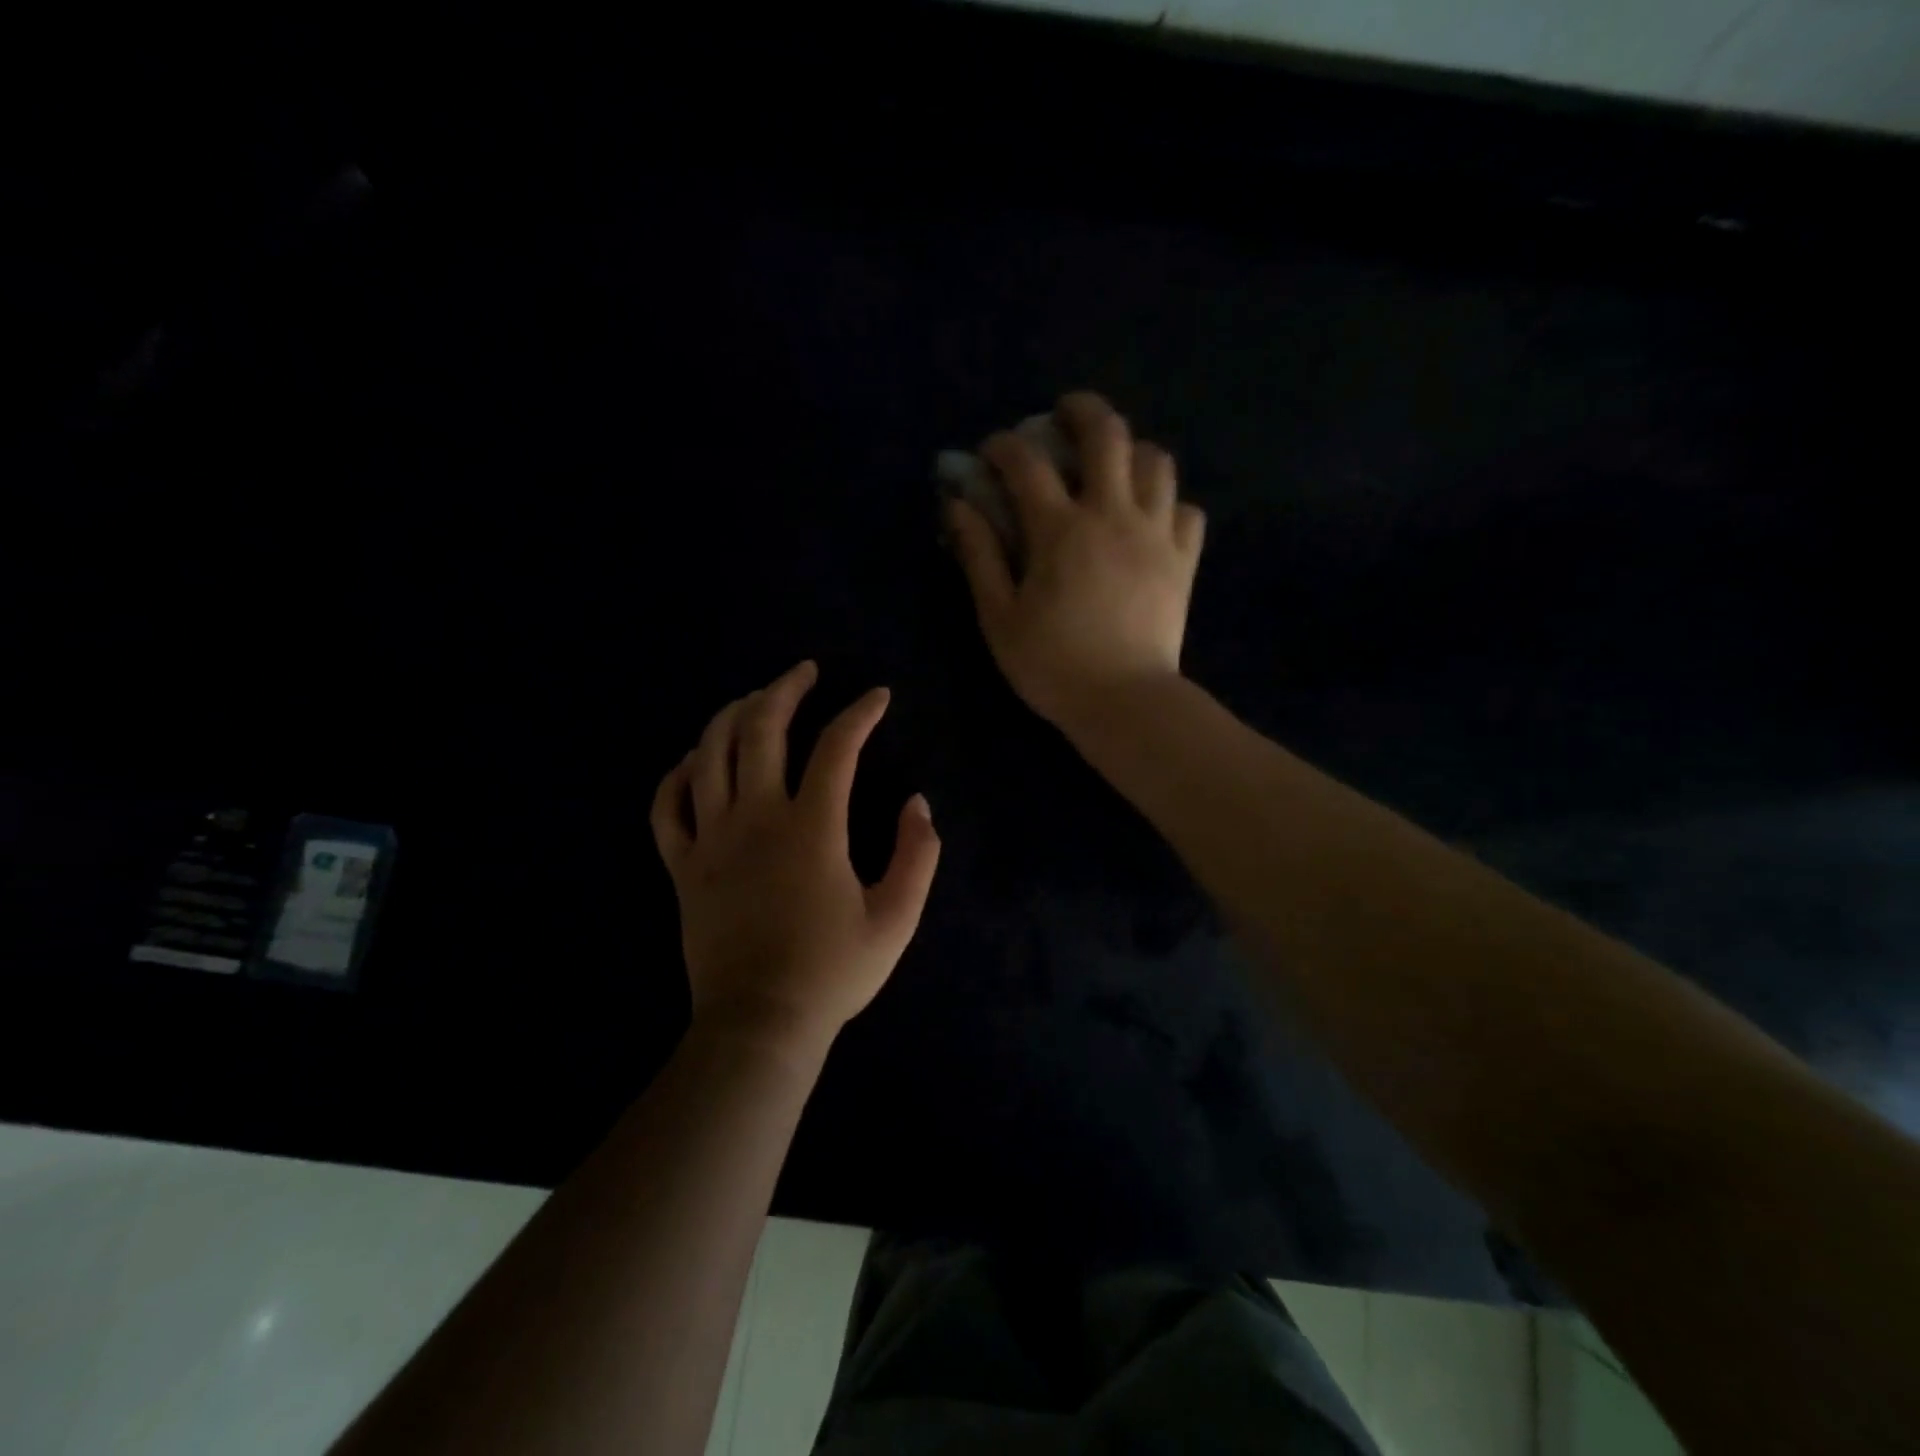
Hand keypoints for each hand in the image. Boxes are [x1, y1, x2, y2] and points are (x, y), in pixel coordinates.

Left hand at [650, 661, 940, 1053]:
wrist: (759, 1025)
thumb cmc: (832, 972)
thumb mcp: (896, 918)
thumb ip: (918, 855)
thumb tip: (918, 803)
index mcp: (811, 827)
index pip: (837, 747)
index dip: (860, 713)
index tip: (877, 697)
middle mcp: (755, 818)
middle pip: (761, 730)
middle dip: (785, 690)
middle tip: (805, 672)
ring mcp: (710, 839)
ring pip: (708, 754)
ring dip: (731, 715)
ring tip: (753, 699)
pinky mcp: (681, 866)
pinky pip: (667, 806)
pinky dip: (677, 774)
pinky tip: (693, 760)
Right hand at [944, 391, 1204, 733]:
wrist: (1124, 702)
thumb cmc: (1052, 665)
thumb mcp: (1000, 617)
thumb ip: (979, 556)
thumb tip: (957, 506)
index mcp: (1060, 530)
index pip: (1027, 463)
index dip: (1004, 446)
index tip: (992, 451)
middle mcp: (1112, 515)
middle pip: (1108, 434)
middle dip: (1082, 411)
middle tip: (1065, 415)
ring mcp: (1155, 534)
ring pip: (1156, 461)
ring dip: (1131, 450)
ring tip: (1114, 464)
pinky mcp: (1184, 560)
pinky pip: (1187, 510)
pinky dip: (1168, 502)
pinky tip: (1151, 517)